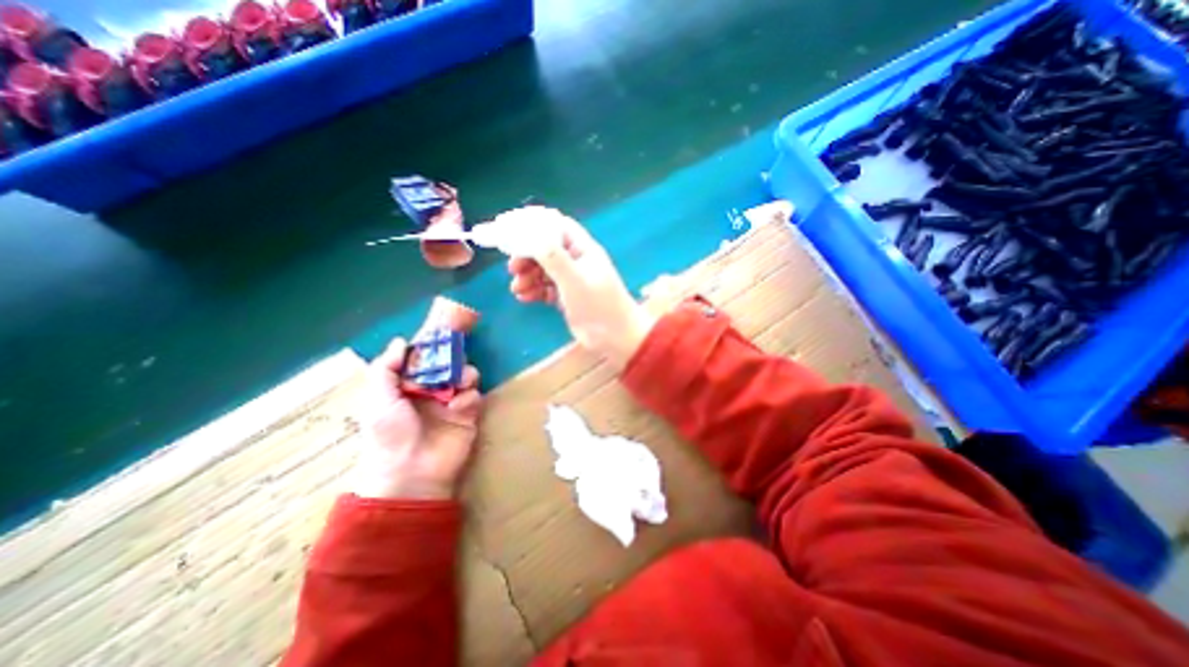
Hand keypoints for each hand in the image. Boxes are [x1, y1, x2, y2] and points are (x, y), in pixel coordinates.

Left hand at [348, 340, 482, 499]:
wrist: (411, 473)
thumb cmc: (389, 434)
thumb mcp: (378, 399)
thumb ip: (386, 368)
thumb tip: (400, 341)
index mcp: (407, 387)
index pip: (422, 360)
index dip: (431, 347)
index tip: (441, 332)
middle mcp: (431, 391)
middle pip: (448, 365)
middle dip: (453, 359)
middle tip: (452, 360)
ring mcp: (451, 403)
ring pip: (465, 377)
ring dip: (465, 375)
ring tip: (460, 383)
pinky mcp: (468, 415)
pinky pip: (474, 396)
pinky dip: (469, 398)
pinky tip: (459, 407)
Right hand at [497, 205, 654, 367]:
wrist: (616, 338)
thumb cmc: (598, 305)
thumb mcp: (574, 280)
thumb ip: (553, 257)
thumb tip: (528, 234)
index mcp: (582, 249)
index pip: (556, 226)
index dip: (533, 224)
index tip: (510, 230)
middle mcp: (576, 261)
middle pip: (546, 248)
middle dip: (527, 256)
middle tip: (512, 268)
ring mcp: (572, 280)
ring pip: (544, 270)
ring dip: (528, 276)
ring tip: (517, 288)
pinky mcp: (568, 297)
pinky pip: (546, 288)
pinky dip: (534, 290)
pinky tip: (525, 298)